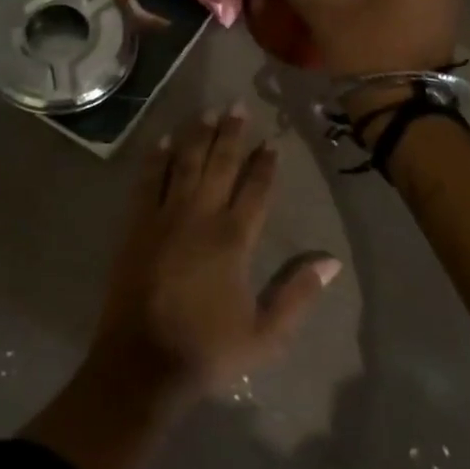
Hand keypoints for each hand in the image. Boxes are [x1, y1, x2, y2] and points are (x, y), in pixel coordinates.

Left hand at [90, 104, 341, 406]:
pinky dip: (156, 159)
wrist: (142, 363)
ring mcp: (164, 217)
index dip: (265, 164)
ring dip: (197, 135)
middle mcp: (200, 217)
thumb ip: (298, 294)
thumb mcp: (265, 334)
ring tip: (207, 111)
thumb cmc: (207, 350)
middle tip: (238, 105)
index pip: (256, 190)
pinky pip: (147, 182)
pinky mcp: (137, 226)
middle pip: (219, 165)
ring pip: (185, 164)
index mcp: (233, 240)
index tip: (272, 141)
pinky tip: (163, 141)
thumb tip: (332, 261)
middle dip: (231, 134)